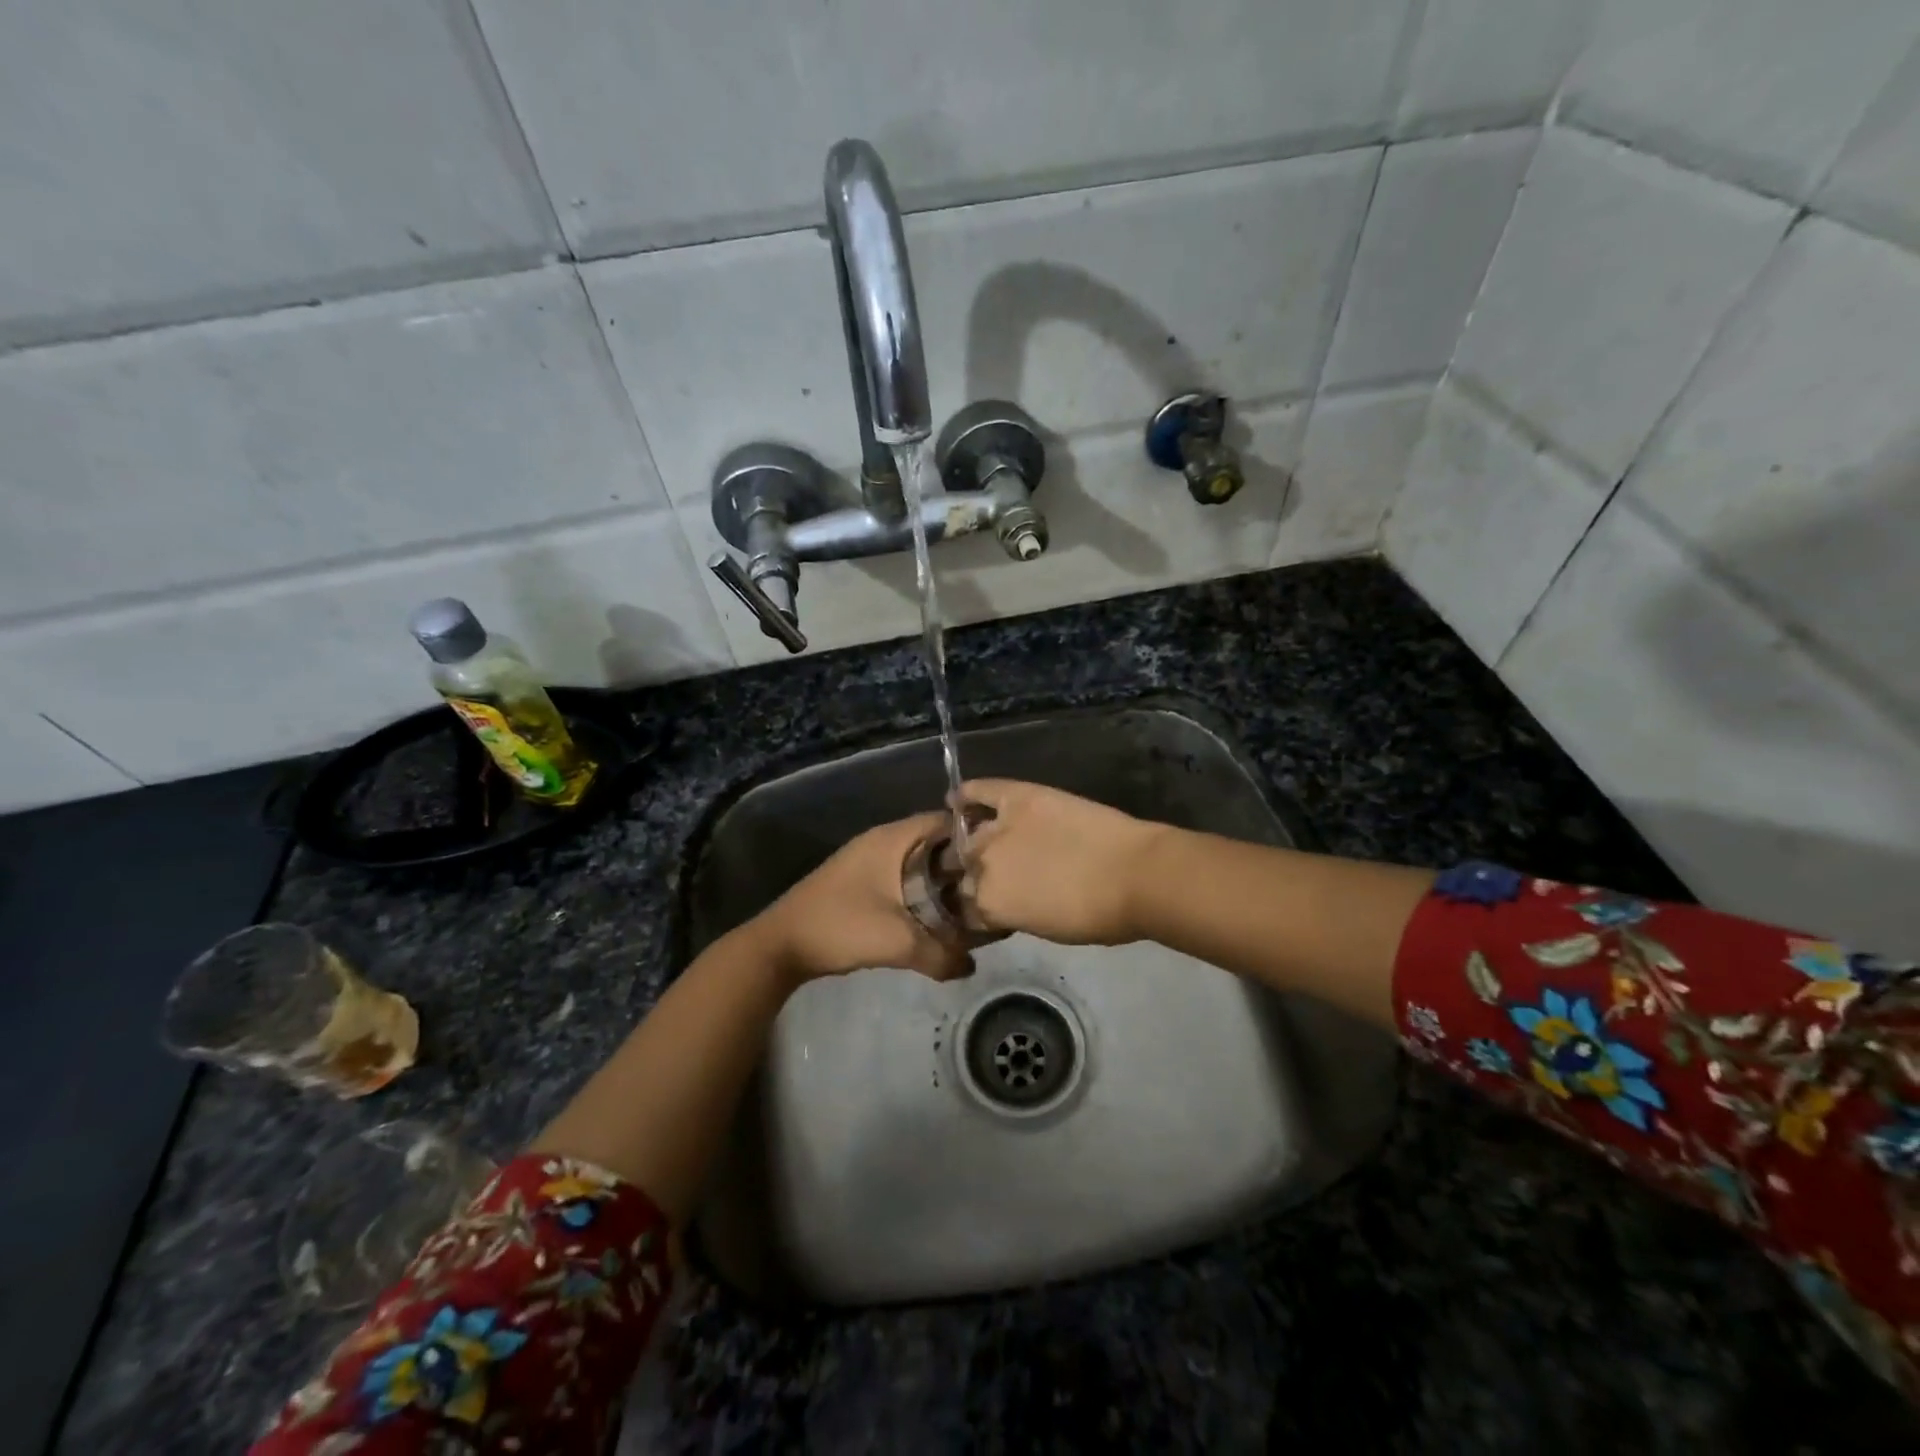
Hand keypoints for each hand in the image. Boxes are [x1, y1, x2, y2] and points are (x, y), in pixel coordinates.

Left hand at [756, 812, 975, 983]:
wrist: (781, 944)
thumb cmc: (841, 927)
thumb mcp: (897, 943)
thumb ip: (941, 954)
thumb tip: (971, 966)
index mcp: (893, 838)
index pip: (946, 821)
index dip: (976, 837)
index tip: (1002, 860)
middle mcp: (883, 841)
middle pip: (935, 843)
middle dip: (962, 864)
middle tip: (993, 887)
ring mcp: (869, 860)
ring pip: (919, 862)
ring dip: (942, 880)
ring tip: (972, 904)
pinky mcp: (861, 881)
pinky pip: (903, 877)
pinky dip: (922, 891)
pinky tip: (937, 916)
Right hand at [956, 780, 1166, 944]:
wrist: (1134, 874)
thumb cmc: (1098, 915)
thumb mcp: (1046, 928)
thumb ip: (1013, 912)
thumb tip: (1007, 901)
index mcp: (989, 906)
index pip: (966, 906)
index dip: (978, 904)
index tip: (990, 902)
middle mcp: (982, 866)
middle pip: (965, 867)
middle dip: (975, 871)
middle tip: (998, 870)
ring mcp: (997, 828)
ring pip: (968, 834)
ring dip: (971, 838)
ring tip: (979, 837)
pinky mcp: (1018, 797)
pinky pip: (981, 791)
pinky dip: (967, 793)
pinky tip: (957, 796)